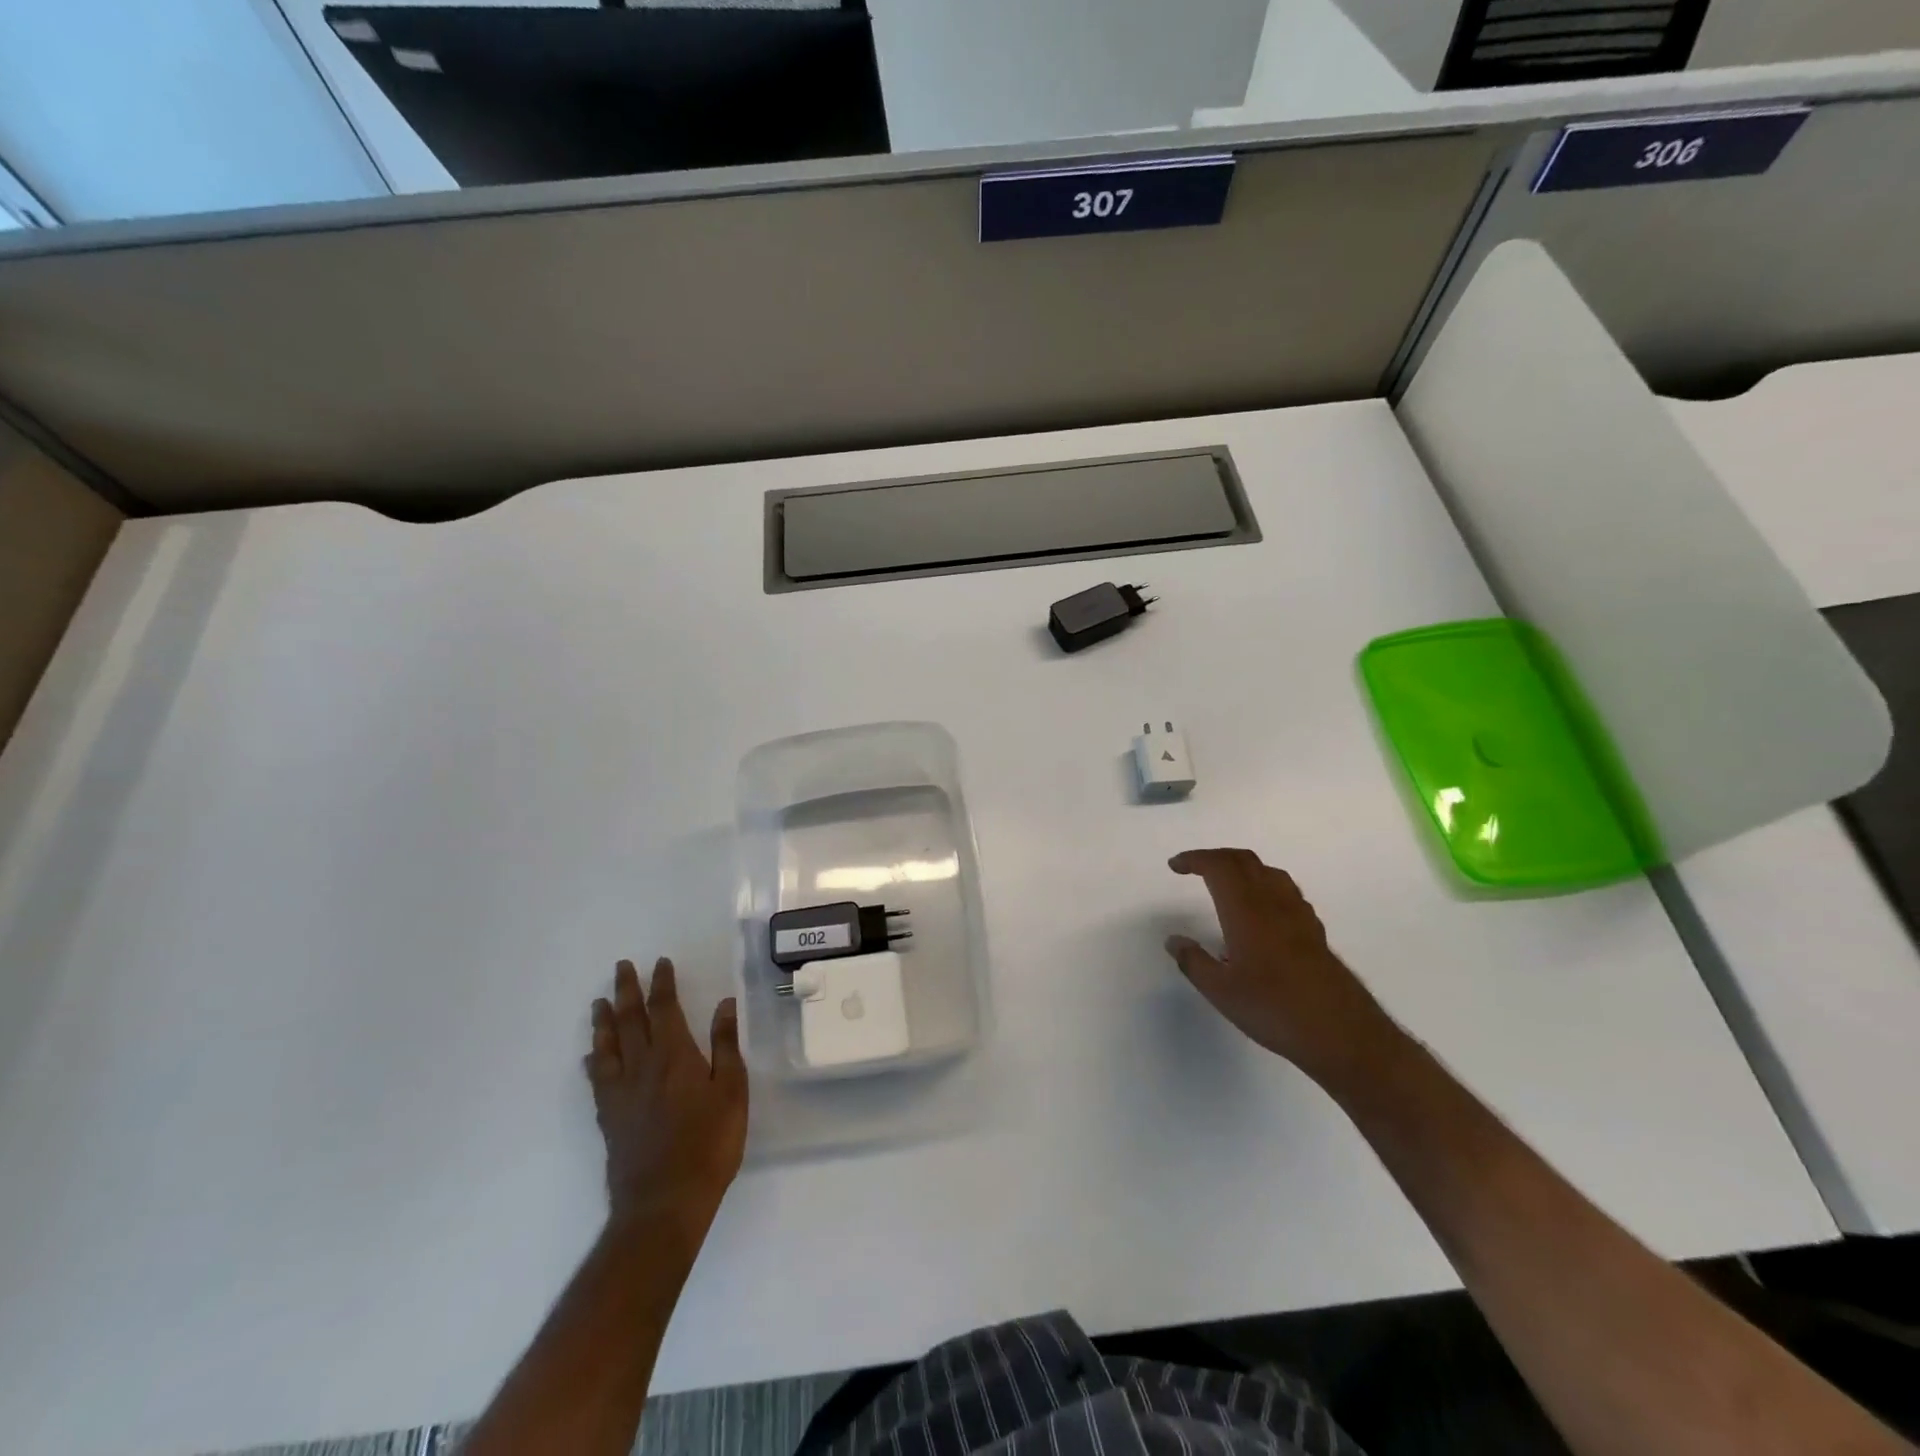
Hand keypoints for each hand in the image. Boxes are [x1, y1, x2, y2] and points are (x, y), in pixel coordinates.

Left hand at [586, 958, 747, 1239]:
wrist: (664, 1202)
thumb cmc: (709, 1143)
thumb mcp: (732, 1090)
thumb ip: (724, 1045)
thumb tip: (724, 1004)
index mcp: (674, 1055)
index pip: (664, 1009)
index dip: (662, 984)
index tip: (660, 963)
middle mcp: (642, 1066)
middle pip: (630, 1020)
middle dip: (627, 991)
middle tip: (621, 967)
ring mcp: (621, 1093)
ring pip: (608, 1046)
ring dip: (604, 1021)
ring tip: (599, 1002)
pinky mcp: (610, 1118)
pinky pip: (597, 1080)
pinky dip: (594, 1061)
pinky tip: (591, 1057)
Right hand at [1165, 849, 1400, 1088]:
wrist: (1342, 1033)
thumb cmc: (1274, 1008)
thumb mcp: (1221, 991)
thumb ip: (1193, 962)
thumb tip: (1174, 940)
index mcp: (1246, 910)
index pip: (1218, 866)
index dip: (1195, 859)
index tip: (1175, 866)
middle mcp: (1273, 902)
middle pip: (1244, 860)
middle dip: (1216, 857)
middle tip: (1195, 868)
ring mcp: (1299, 915)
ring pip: (1268, 872)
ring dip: (1242, 868)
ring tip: (1226, 885)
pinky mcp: (1315, 931)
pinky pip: (1286, 892)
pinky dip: (1264, 886)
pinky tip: (1261, 912)